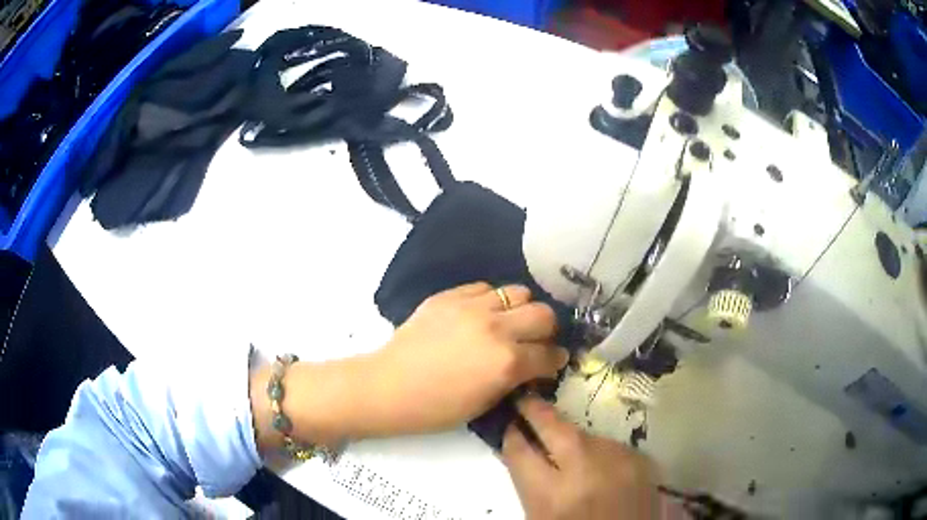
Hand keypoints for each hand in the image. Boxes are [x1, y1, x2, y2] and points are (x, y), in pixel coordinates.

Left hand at [360, 282, 569, 436]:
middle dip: (546, 330)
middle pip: (543, 313)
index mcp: (507, 362)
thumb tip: (532, 367)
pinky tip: (480, 315)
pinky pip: (484, 288)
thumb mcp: (485, 403)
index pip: (549, 354)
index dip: (556, 360)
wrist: (389, 387)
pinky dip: (491, 301)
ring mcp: (471, 307)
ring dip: (520, 310)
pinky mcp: (449, 296)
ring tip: (508, 323)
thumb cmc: (436, 408)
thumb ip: (514, 379)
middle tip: (535, 341)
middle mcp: (496, 328)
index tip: (552, 362)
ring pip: (517, 292)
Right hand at [502, 396, 658, 519]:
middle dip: (535, 409)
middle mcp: (585, 470)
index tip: (509, 424)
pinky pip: (610, 445)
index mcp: (550, 495)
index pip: (520, 450)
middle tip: (525, 399)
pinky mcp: (641, 459)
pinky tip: (597, 464)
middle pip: (554, 426)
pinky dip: (599, 451)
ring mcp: (618, 461)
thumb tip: (518, 449)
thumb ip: (529, 483)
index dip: (510, 434)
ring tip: (567, 449)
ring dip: (571, 437)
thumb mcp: (540, 515)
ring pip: (585, 434)